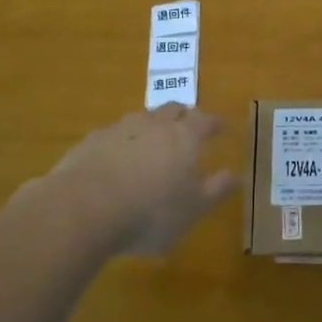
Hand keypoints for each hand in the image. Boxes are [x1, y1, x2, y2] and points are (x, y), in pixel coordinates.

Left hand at [38, 105, 239, 254]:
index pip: (205, 121)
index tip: (221, 128)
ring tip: (151, 143)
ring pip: (141, 120)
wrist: (84, 207)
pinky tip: (115, 161)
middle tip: (188, 126)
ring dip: (150, 128)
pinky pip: (112, 136)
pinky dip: (120, 144)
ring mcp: (119, 129)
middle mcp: (154, 124)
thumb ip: (216, 190)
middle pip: (173, 110)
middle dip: (183, 116)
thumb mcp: (193, 208)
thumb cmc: (151, 212)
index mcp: (184, 137)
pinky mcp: (91, 142)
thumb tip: (237, 176)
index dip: (214, 124)